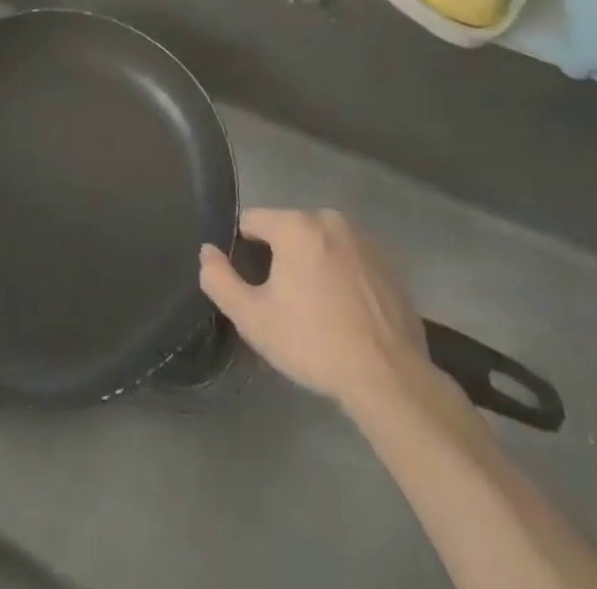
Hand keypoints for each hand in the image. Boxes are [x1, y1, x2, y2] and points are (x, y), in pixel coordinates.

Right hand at [200, 208, 431, 414]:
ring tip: (317, 310)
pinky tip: (346, 313)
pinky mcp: (388, 262)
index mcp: (295, 224)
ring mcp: (364, 238)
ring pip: (321, 243)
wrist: (389, 378)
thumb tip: (207, 252)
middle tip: (285, 303)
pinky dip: (342, 275)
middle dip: (281, 257)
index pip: (252, 220)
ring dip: (313, 264)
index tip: (253, 285)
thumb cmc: (314, 343)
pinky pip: (350, 258)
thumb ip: (220, 280)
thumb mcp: (253, 319)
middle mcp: (329, 218)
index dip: (244, 250)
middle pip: (288, 230)